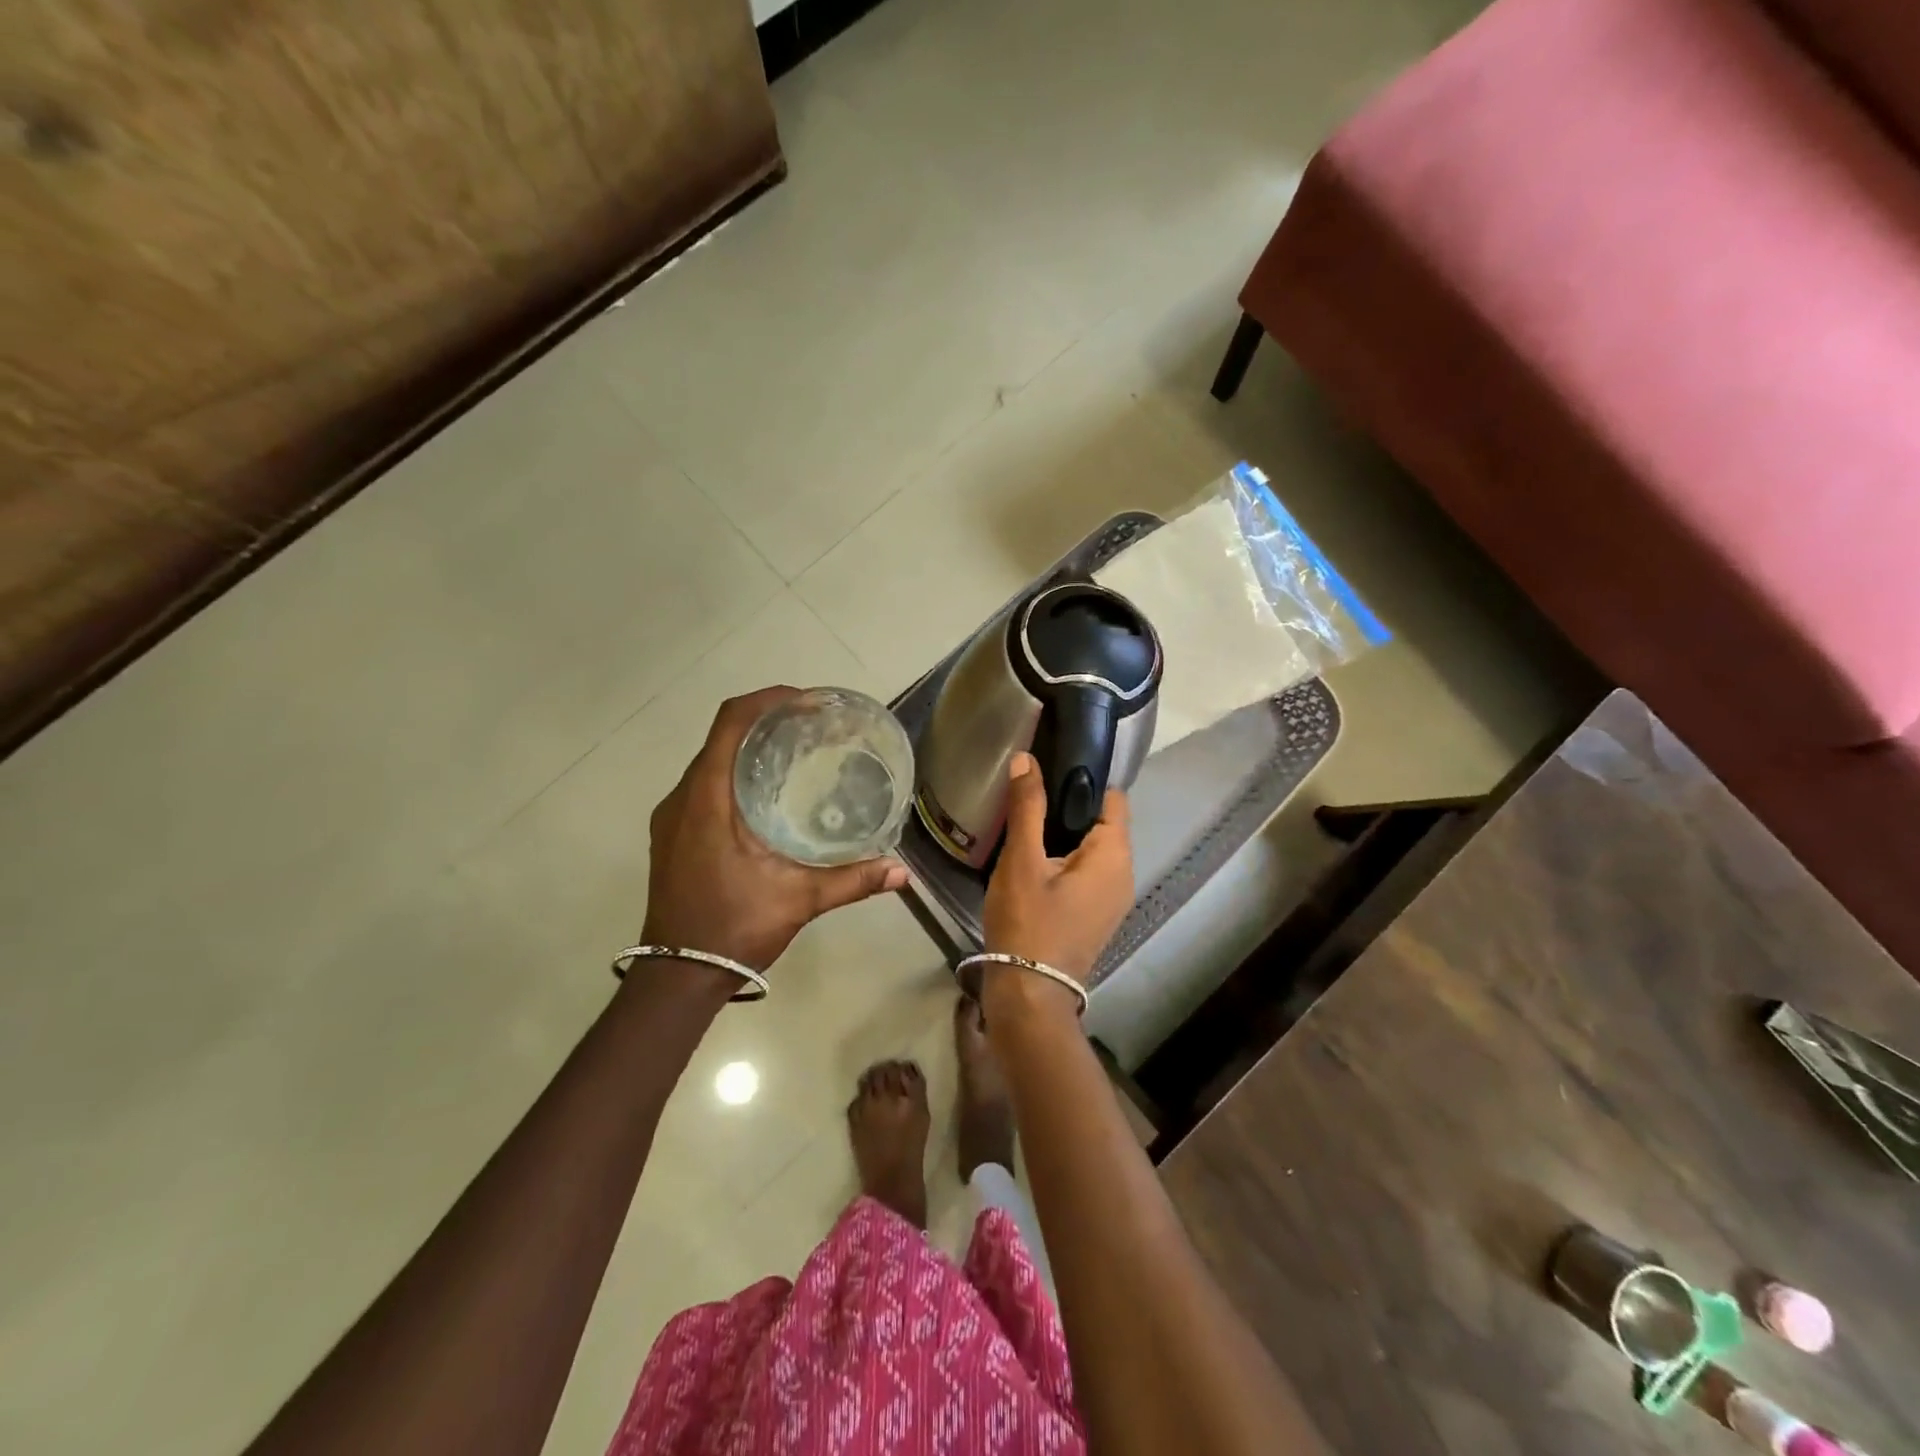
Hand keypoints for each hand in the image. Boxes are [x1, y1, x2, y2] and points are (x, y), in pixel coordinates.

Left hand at [642, 687, 908, 971]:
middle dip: (765, 721)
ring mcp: (671, 818)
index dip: (767, 700)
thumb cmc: (735, 928)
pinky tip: (766, 795)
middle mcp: (682, 798)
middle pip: (721, 736)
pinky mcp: (670, 835)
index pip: (731, 723)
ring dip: (748, 748)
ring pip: (710, 761)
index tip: (807, 702)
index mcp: (707, 799)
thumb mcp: (800, 899)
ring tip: (794, 753)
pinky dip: (734, 774)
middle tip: (811, 726)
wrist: (677, 976)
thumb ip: (853, 880)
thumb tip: (902, 872)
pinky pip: (702, 785)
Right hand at [982, 751, 1132, 983]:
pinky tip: (1032, 862)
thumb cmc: (1028, 922)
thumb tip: (1027, 760)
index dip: (1084, 781)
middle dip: (1069, 808)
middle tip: (1028, 797)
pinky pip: (1086, 874)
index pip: (1113, 798)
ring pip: (1092, 850)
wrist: (1029, 995)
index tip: (1049, 770)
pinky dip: (1065, 861)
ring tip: (1025, 824)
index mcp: (1114, 856)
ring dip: (1063, 836)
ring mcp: (1112, 899)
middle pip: (1102, 823)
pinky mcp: (1096, 916)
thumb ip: (1027, 807)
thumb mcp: (1022, 860)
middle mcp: (1123, 875)